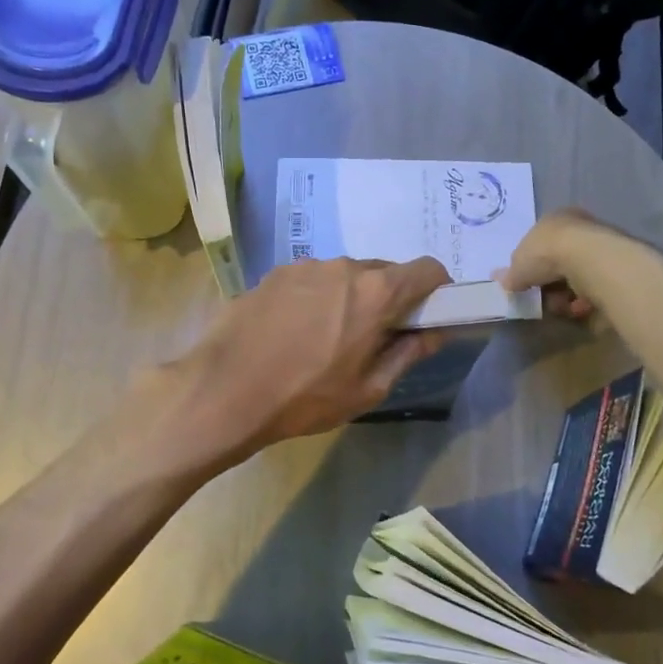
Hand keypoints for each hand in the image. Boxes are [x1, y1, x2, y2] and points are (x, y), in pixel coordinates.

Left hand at [149, 257, 452, 467]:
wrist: (224, 390)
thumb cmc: (305, 397)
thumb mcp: (368, 388)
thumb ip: (409, 352)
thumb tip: (438, 331)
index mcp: (375, 291)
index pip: (427, 269)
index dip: (437, 290)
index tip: (428, 315)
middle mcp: (344, 266)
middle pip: (384, 272)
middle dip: (390, 298)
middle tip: (375, 337)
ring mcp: (305, 265)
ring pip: (345, 275)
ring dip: (351, 297)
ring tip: (327, 338)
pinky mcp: (274, 273)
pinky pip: (313, 279)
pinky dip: (318, 297)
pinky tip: (295, 331)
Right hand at [497, 208, 611, 319]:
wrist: (588, 257)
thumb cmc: (545, 254)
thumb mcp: (518, 266)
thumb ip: (511, 275)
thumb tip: (500, 279)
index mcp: (553, 219)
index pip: (539, 243)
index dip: (532, 267)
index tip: (528, 285)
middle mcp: (579, 226)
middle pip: (559, 261)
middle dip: (550, 284)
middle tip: (544, 299)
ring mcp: (600, 243)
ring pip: (578, 275)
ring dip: (567, 294)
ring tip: (563, 306)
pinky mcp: (616, 264)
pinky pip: (595, 285)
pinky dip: (586, 298)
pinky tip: (581, 306)